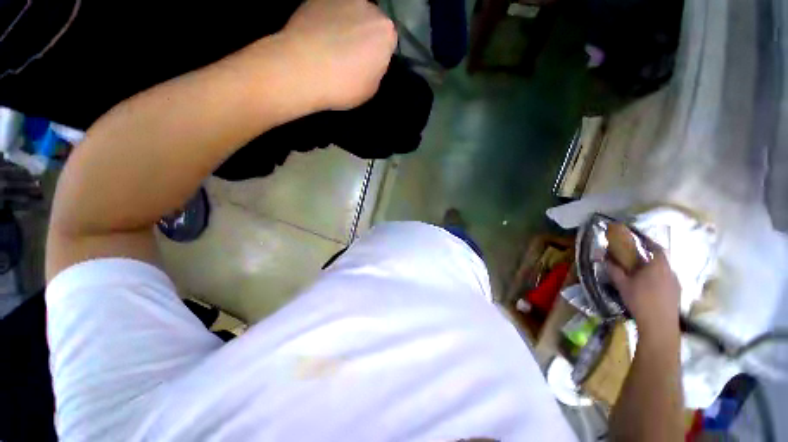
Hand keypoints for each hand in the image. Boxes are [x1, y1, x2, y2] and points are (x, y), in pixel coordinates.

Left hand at [280, 0, 397, 110]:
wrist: (296, 70)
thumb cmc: (337, 84)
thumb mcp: (369, 88)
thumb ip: (374, 68)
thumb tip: (366, 60)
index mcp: (386, 31)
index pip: (384, 37)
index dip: (371, 48)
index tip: (358, 59)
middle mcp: (369, 9)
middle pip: (367, 19)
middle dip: (357, 30)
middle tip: (339, 48)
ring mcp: (341, 1)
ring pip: (345, 11)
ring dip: (339, 21)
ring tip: (321, 39)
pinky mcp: (315, 0)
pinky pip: (322, 9)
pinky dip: (317, 17)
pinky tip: (306, 33)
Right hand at [608, 248, 680, 339]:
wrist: (659, 325)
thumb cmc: (641, 301)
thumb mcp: (625, 287)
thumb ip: (616, 272)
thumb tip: (606, 260)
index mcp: (657, 260)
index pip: (652, 245)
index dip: (645, 243)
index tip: (638, 246)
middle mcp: (669, 267)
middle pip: (660, 260)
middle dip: (651, 262)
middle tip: (640, 268)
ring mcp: (675, 281)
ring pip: (665, 274)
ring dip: (657, 276)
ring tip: (647, 285)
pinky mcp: (677, 295)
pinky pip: (669, 286)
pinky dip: (662, 288)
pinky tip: (655, 298)